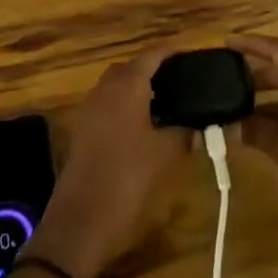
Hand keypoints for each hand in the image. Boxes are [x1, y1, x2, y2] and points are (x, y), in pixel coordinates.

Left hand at [25, 50, 189, 277]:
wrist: (80, 224)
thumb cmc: (128, 180)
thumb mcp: (165, 155)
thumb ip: (184, 131)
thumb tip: (198, 121)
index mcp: (126, 87)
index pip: (151, 55)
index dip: (172, 53)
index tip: (193, 57)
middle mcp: (104, 90)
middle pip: (131, 68)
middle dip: (154, 72)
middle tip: (181, 85)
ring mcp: (90, 111)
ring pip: (117, 88)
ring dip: (138, 91)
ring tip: (167, 108)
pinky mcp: (83, 133)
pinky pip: (108, 107)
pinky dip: (125, 108)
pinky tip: (144, 130)